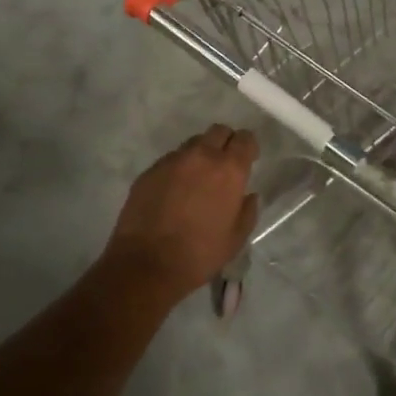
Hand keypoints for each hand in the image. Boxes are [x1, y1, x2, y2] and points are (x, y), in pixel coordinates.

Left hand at [102, 125, 258, 303]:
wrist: (147, 263)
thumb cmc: (200, 253)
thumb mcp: (236, 239)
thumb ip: (247, 211)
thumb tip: (249, 195)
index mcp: (229, 170)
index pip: (245, 139)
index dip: (248, 147)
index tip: (248, 159)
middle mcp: (201, 156)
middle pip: (218, 131)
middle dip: (225, 143)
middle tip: (223, 166)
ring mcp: (172, 161)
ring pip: (192, 144)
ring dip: (200, 155)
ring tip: (196, 180)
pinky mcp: (150, 171)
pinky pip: (170, 160)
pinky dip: (177, 169)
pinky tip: (173, 192)